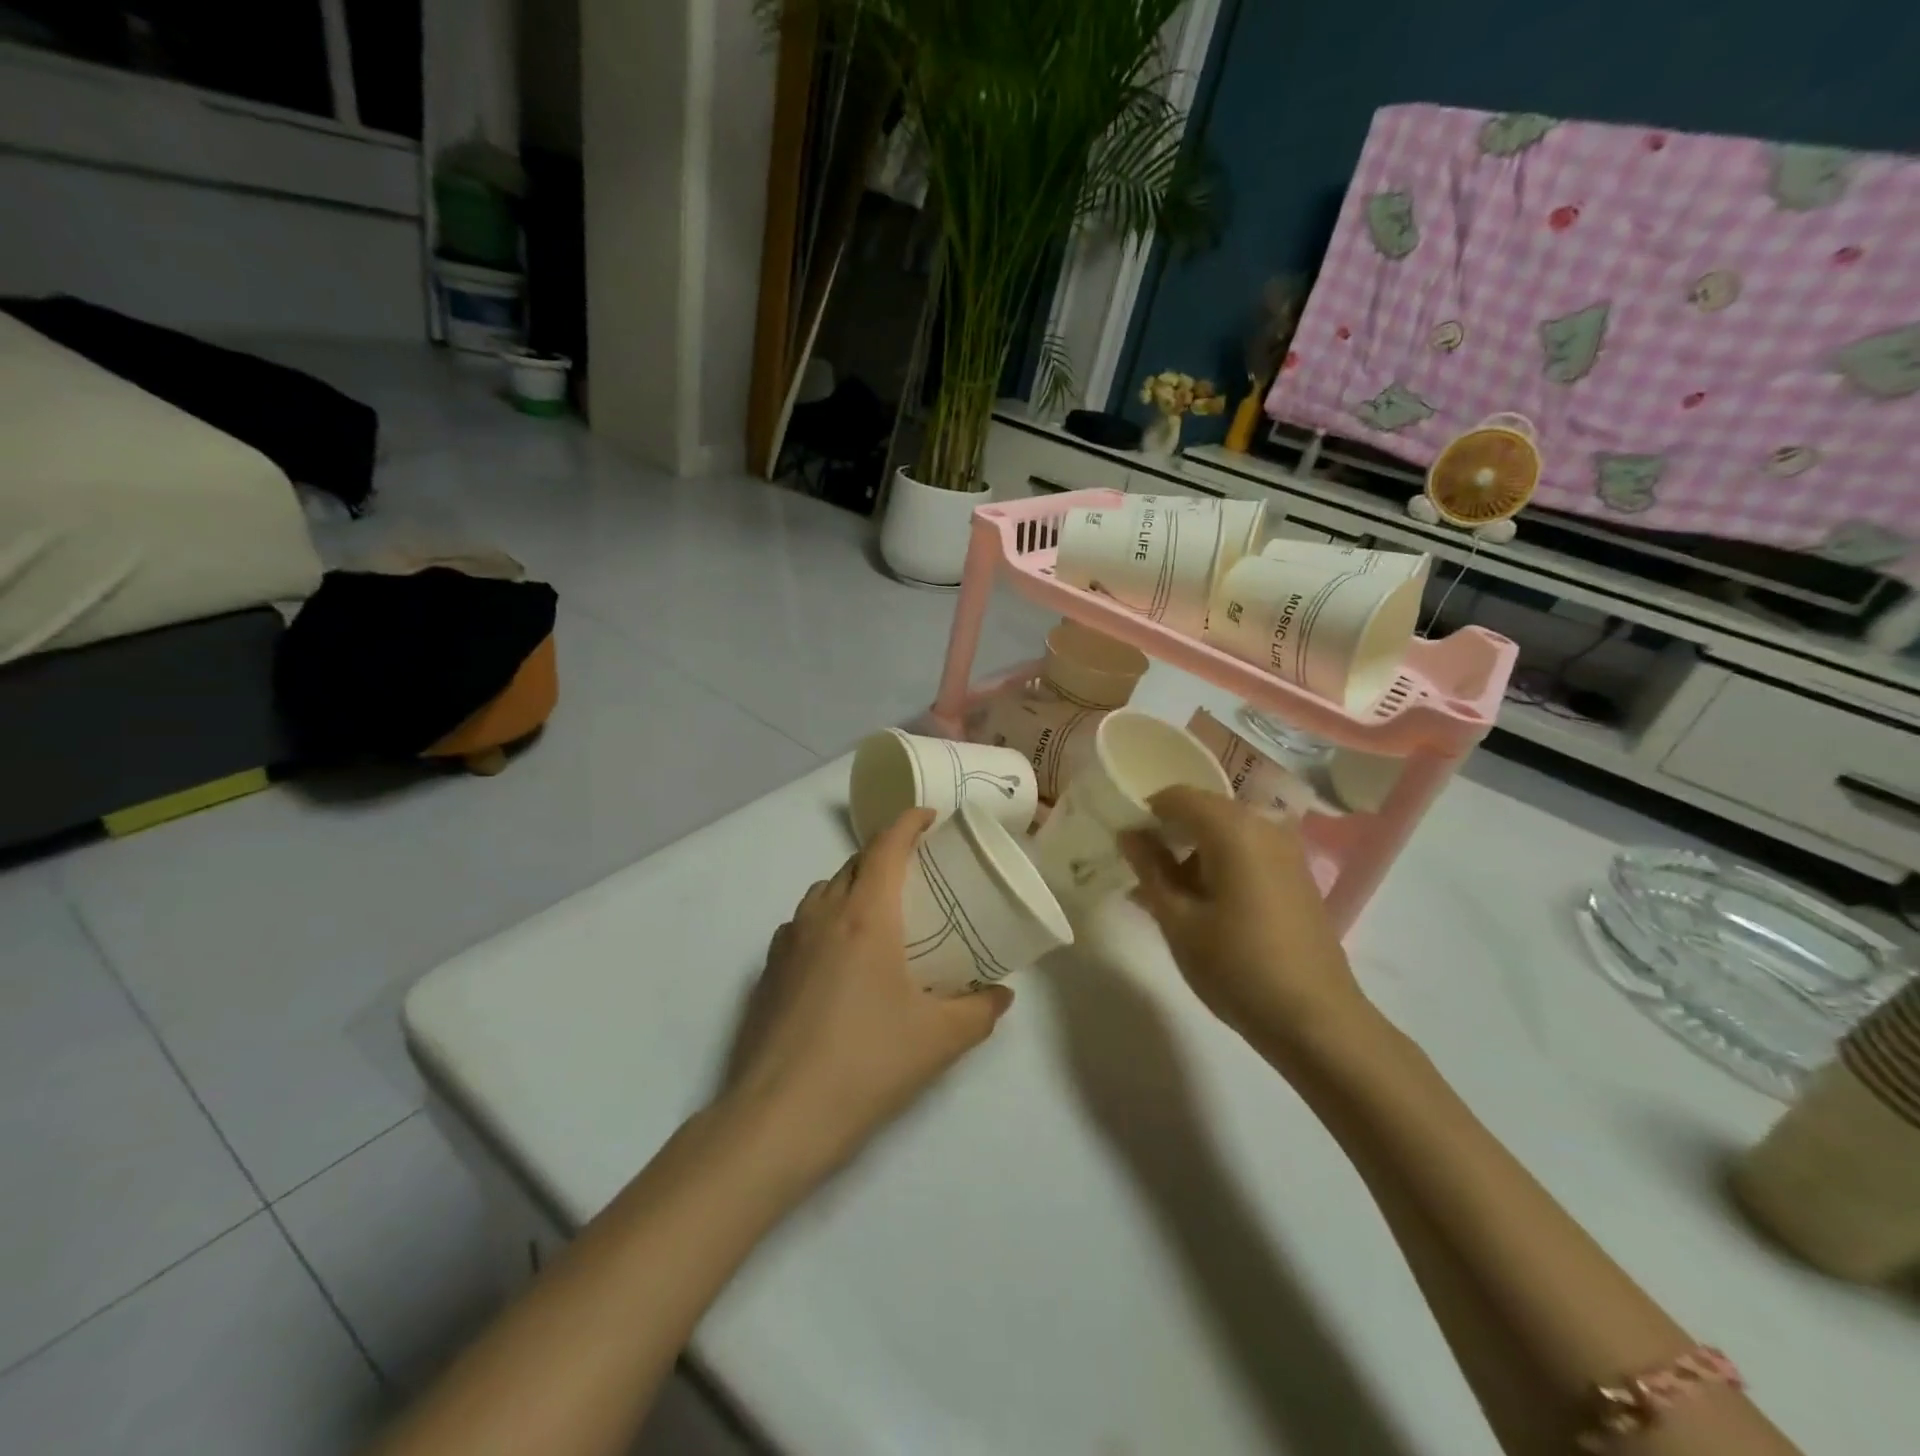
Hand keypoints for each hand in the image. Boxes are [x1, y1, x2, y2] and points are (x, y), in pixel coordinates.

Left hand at [720, 808, 1012, 1183]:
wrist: (778, 1118)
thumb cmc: (866, 1064)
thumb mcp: (939, 1040)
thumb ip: (979, 1011)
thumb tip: (1002, 995)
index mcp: (865, 916)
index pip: (885, 846)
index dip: (908, 823)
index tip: (929, 817)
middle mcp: (822, 915)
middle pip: (853, 863)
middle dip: (884, 855)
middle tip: (917, 872)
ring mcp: (788, 942)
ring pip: (823, 891)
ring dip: (852, 885)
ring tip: (880, 913)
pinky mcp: (767, 971)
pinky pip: (802, 923)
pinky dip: (826, 919)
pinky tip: (840, 958)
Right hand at [1120, 788, 1371, 1057]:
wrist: (1316, 1020)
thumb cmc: (1237, 967)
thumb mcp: (1178, 921)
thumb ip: (1150, 869)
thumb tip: (1129, 834)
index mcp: (1233, 829)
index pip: (1177, 796)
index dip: (1144, 811)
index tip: (1123, 842)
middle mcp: (1264, 826)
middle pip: (1203, 809)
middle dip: (1168, 831)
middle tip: (1139, 868)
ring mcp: (1286, 850)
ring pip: (1225, 831)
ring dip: (1191, 849)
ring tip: (1165, 892)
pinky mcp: (1295, 874)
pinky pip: (1246, 850)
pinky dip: (1218, 862)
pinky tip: (1201, 902)